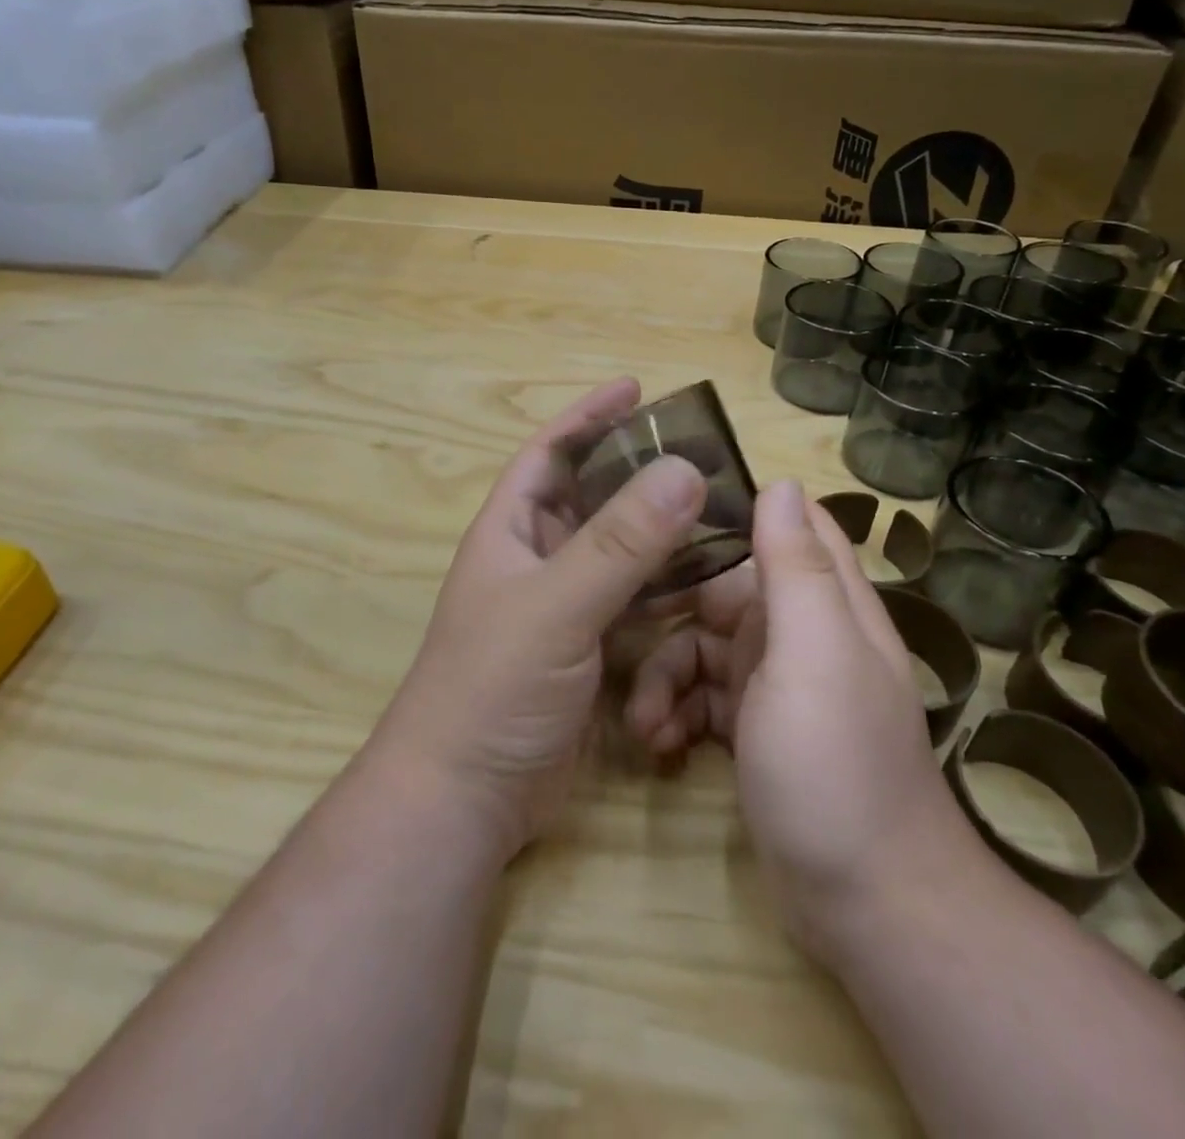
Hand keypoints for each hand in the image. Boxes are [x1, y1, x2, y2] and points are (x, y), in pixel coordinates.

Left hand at [374, 378, 708, 859]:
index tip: (635, 387)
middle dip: (639, 472)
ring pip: (621, 552)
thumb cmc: (493, 686)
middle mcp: (536, 560)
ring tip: (718, 509)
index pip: (549, 453)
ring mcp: (563, 607)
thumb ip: (620, 542)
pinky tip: (708, 579)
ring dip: (661, 531)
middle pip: (593, 498)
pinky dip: (667, 587)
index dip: (587, 417)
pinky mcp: (588, 650)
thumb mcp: (556, 606)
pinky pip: (635, 602)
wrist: (466, 797)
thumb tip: (684, 468)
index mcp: (511, 531)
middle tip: (701, 454)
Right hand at [626, 481, 978, 950]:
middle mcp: (801, 633)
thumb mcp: (814, 655)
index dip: (736, 510)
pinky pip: (700, 699)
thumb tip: (781, 481)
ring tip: (643, 721)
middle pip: (724, 590)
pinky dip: (676, 713)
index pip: (790, 526)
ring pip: (702, 648)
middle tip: (624, 626)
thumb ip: (796, 568)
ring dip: (665, 676)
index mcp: (824, 602)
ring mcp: (775, 684)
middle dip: (674, 610)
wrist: (866, 904)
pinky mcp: (753, 730)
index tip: (670, 511)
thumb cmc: (837, 764)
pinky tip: (658, 743)